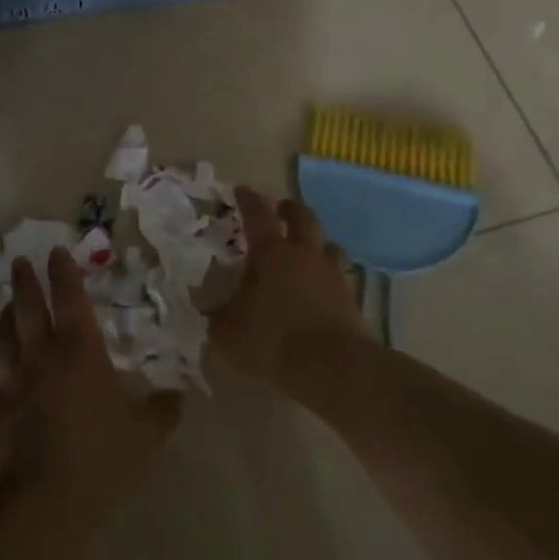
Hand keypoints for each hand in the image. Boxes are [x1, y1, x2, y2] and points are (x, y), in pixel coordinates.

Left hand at [0, 248, 182, 529]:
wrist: (44, 501)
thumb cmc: (101, 457)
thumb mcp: (147, 435)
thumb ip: (163, 410)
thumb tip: (178, 395)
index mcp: (80, 350)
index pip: (70, 298)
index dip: (64, 272)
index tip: (58, 251)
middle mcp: (43, 355)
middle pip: (28, 307)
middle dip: (25, 280)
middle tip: (20, 260)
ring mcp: (17, 380)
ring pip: (6, 335)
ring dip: (7, 313)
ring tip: (8, 302)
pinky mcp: (0, 409)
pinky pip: (1, 375)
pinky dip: (5, 362)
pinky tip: (8, 368)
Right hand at [210, 187, 368, 390]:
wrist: (335, 369)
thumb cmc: (274, 341)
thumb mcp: (229, 332)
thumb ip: (217, 315)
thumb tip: (206, 305)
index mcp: (272, 254)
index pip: (258, 215)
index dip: (248, 200)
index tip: (242, 190)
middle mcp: (305, 255)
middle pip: (303, 218)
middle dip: (290, 209)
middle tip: (280, 209)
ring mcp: (332, 276)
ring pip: (328, 245)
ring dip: (316, 242)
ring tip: (307, 249)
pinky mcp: (351, 301)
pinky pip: (339, 277)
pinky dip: (328, 277)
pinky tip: (321, 289)